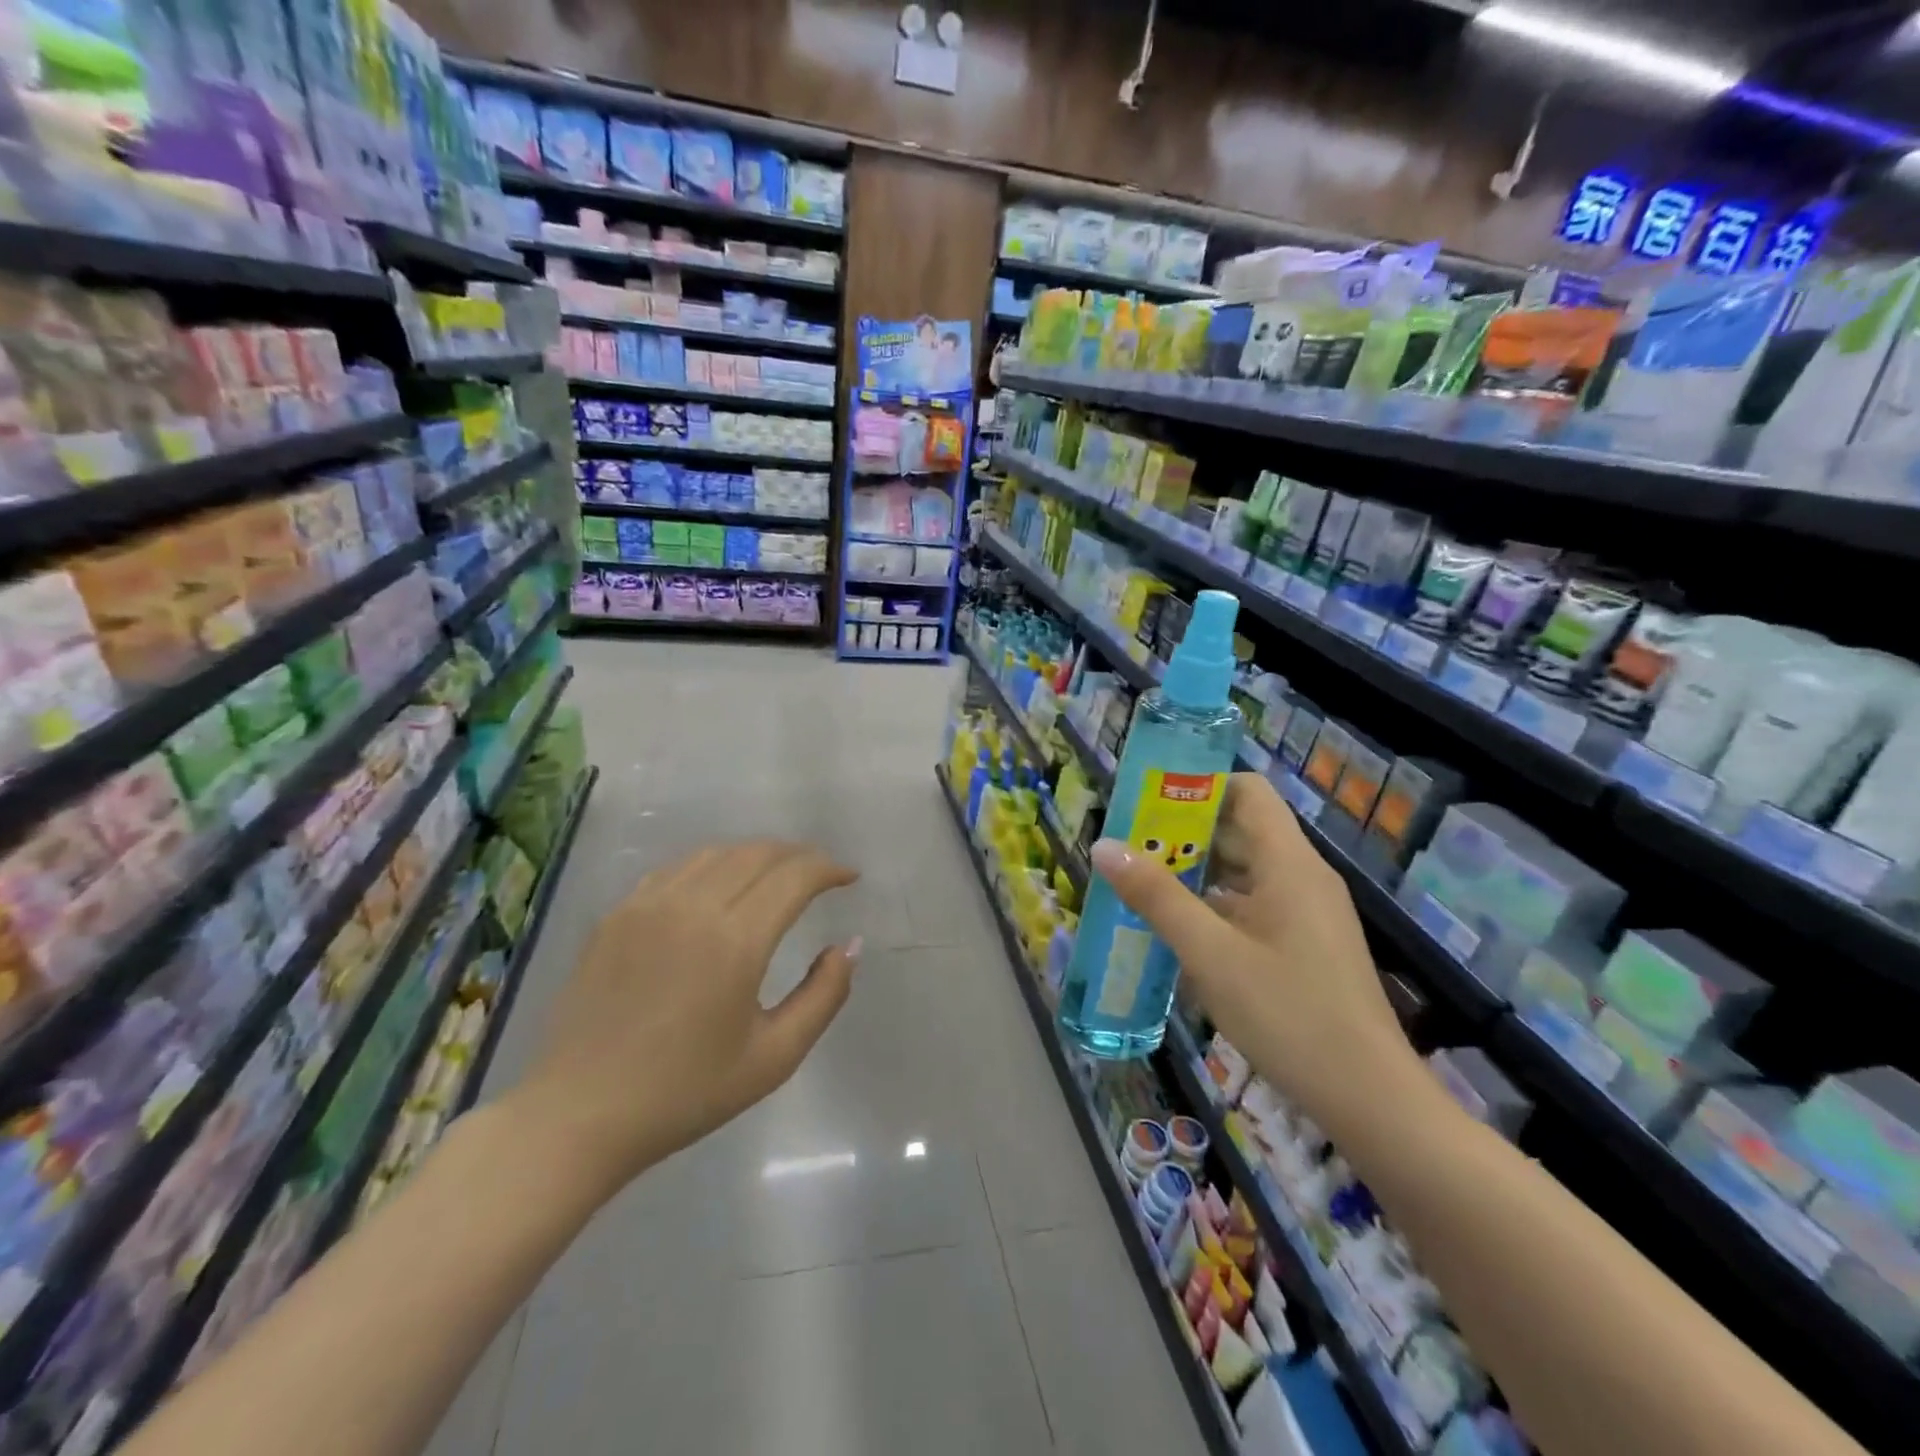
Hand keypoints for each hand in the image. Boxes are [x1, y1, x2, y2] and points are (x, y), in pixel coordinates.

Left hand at [504, 841, 859, 1201]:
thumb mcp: (774, 1057)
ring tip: (776, 875)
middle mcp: (693, 907)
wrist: (579, 1115)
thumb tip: (850, 945)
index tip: (849, 878)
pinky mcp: (617, 914)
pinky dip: (712, 866)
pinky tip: (717, 887)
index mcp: (736, 941)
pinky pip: (676, 869)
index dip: (829, 869)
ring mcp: (648, 905)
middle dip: (798, 856)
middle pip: (758, 854)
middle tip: (820, 874)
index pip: (795, 876)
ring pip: (717, 853)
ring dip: (756, 855)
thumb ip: (824, 995)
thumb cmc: (685, 1093)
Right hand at [1089, 774, 1421, 1137]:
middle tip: (1129, 844)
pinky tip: (1178, 931)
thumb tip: (1104, 846)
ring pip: (1245, 871)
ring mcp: (1307, 913)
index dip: (1199, 786)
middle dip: (1184, 832)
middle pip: (1241, 829)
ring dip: (1196, 872)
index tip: (1149, 800)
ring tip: (1141, 883)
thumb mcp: (1210, 954)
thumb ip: (1156, 897)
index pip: (1247, 791)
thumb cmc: (1289, 1014)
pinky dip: (1215, 906)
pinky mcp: (1306, 945)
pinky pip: (1254, 905)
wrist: (1370, 1099)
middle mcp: (1302, 876)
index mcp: (1288, 863)